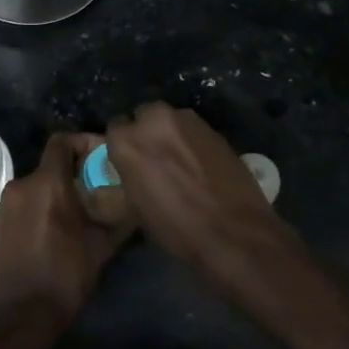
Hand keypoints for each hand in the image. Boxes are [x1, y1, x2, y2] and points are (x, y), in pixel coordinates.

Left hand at [0, 133, 133, 327]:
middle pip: (50, 166)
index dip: (82, 142)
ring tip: (77, 215)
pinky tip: (53, 232)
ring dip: (56, 193)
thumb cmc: (66, 276)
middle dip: (73, 174)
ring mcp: (4, 205)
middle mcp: (21, 185)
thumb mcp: (102, 246)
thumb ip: (119, 216)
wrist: (22, 315)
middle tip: (95, 191)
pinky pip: (22, 204)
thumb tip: (137, 201)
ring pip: (36, 186)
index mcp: (47, 183)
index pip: (62, 141)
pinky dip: (39, 209)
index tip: (99, 158)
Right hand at [104, 102, 296, 284]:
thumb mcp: (137, 208)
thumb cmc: (176, 228)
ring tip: (181, 161)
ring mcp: (187, 120)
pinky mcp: (213, 127)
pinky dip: (193, 142)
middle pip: (144, 116)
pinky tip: (201, 165)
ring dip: (171, 134)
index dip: (123, 146)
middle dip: (147, 132)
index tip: (130, 161)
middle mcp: (154, 120)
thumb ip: (130, 176)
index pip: (115, 129)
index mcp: (127, 141)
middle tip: (155, 158)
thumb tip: (133, 171)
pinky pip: (193, 130)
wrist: (233, 232)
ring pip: (170, 120)